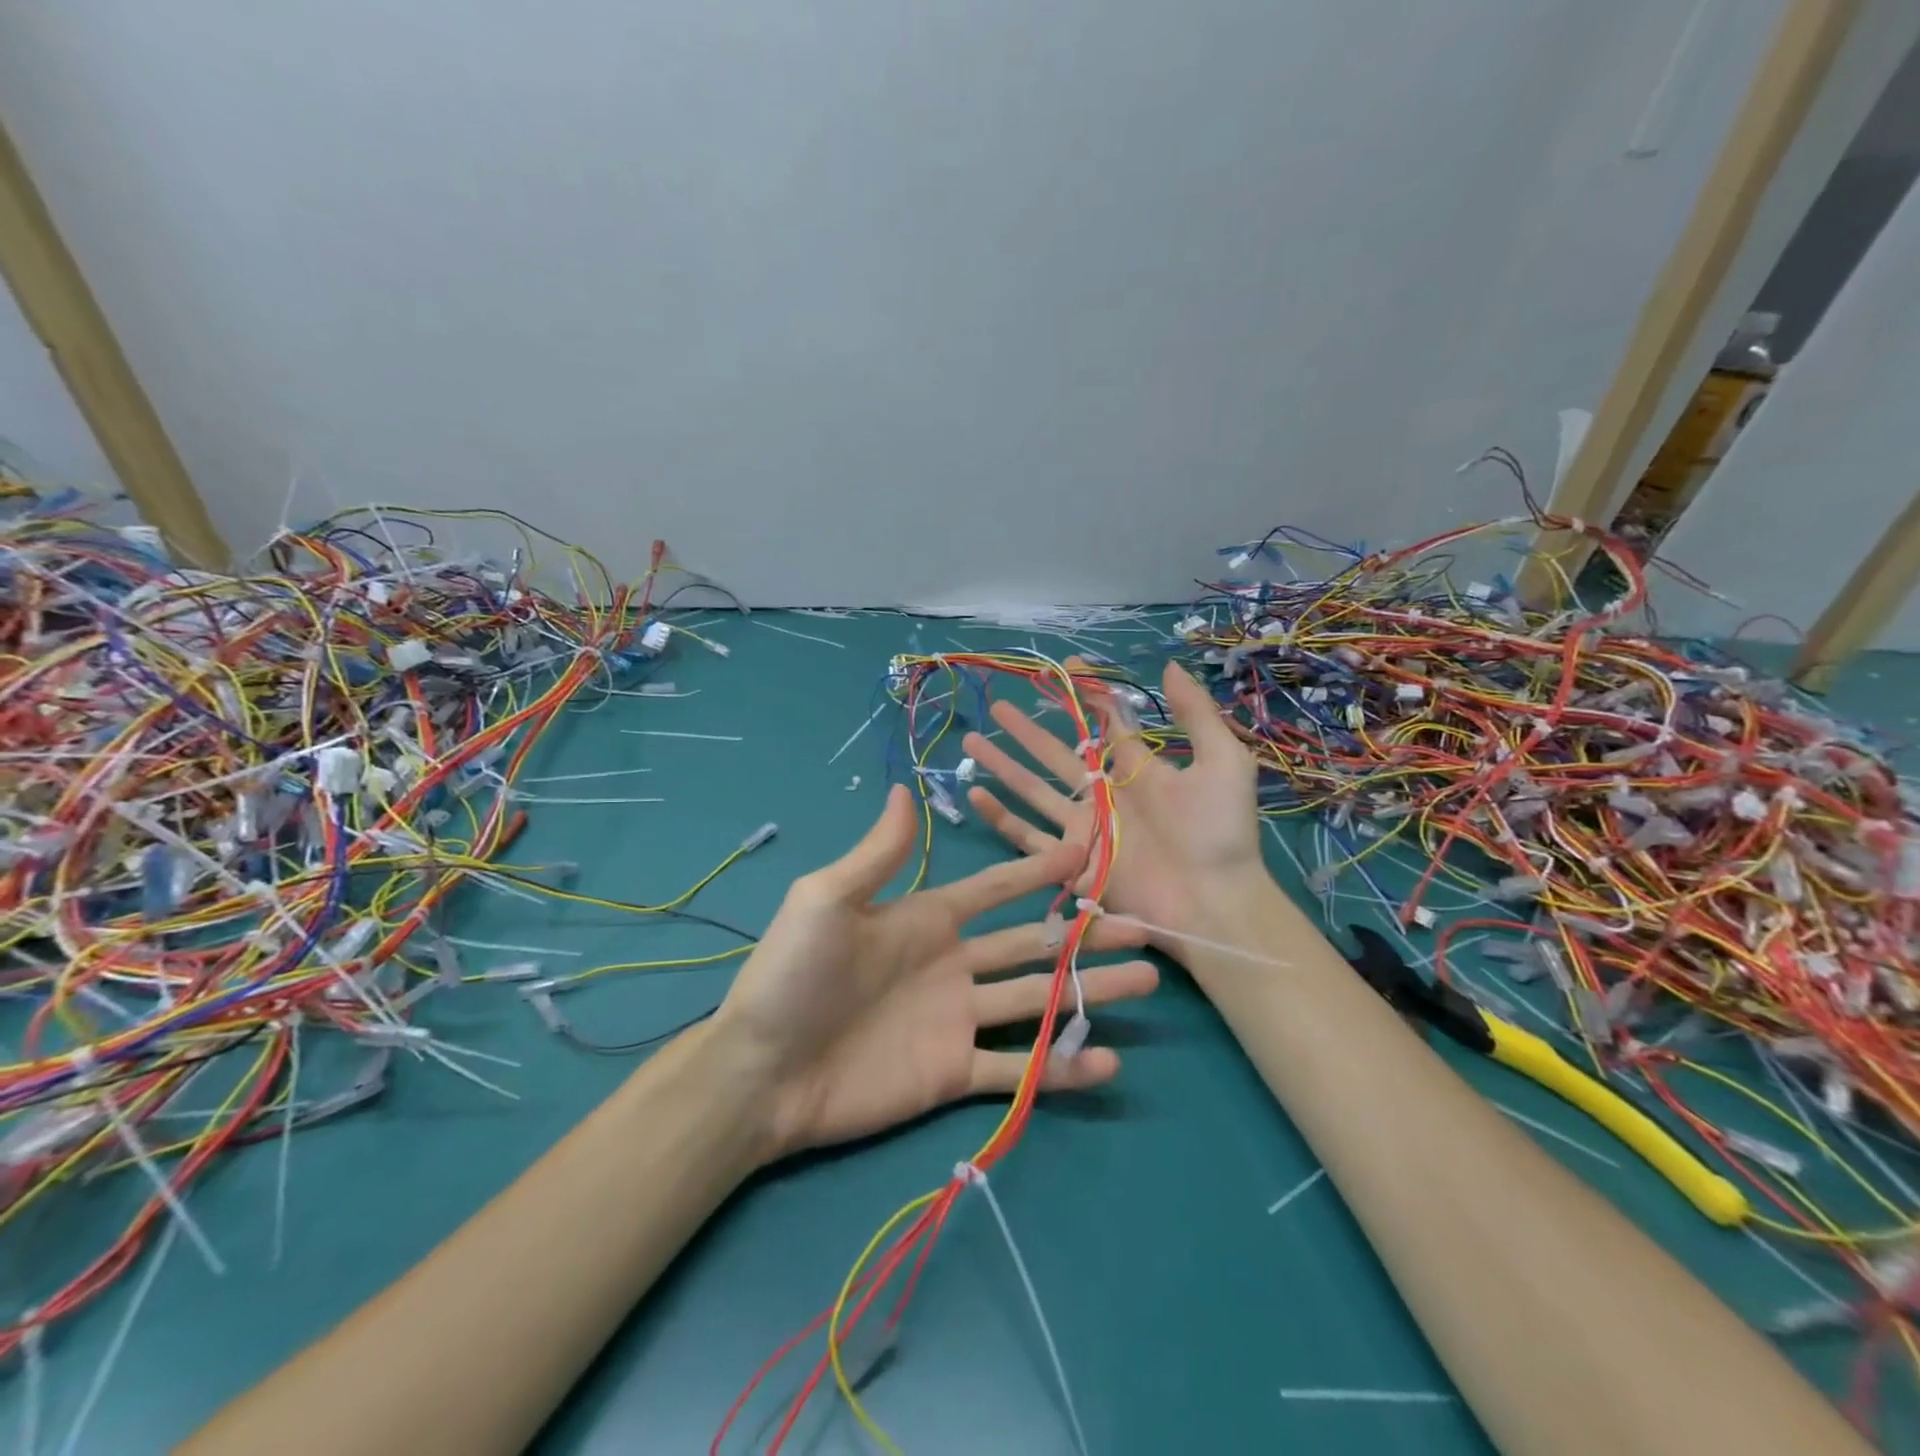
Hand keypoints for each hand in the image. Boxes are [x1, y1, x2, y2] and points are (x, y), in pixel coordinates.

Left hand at [713, 785, 1158, 1157]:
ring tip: (1147, 979)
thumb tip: (905, 789)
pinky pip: (1018, 1070)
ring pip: (1037, 1000)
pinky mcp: (953, 1074)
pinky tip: (1107, 1060)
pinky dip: (1061, 1067)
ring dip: (1090, 991)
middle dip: (1085, 935)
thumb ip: (878, 854)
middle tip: (1141, 927)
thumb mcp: (828, 901)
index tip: (1086, 851)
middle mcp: (952, 965)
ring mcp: (957, 1021)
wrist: (761, 1073)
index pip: (996, 889)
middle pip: (1032, 944)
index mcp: (926, 920)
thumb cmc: (793, 977)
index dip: (1038, 870)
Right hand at [962, 661, 1267, 962]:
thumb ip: (1195, 714)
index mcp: (1137, 769)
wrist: (1214, 902)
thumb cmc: (1219, 832)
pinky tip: (975, 794)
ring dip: (1003, 765)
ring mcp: (1083, 829)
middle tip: (998, 706)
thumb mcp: (1222, 761)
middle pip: (1056, 753)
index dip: (1086, 694)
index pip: (1104, 723)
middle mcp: (1104, 795)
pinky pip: (1026, 837)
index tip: (1064, 667)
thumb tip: (1168, 666)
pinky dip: (1000, 817)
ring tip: (973, 740)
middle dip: (1026, 729)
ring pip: (1033, 789)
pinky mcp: (1069, 861)